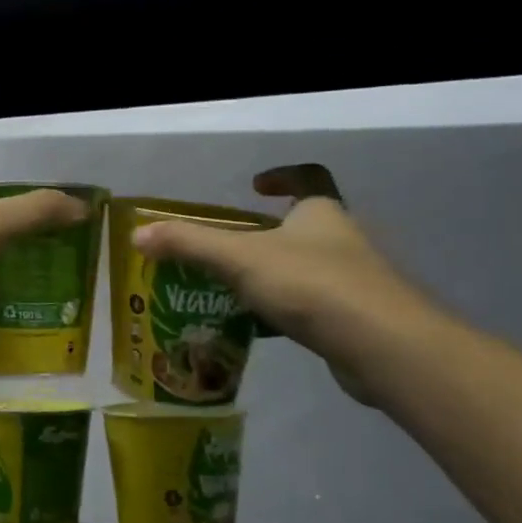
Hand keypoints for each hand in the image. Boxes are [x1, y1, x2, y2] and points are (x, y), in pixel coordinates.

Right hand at [131, 165, 444, 405]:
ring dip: (271, 279)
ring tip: (230, 294)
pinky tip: (258, 332)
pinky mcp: (355, 321)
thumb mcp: (240, 258)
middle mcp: (342, 240)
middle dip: (264, 238)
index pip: (308, 177)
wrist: (382, 346)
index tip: (254, 186)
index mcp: (321, 212)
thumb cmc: (310, 284)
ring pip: (305, 271)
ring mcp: (353, 281)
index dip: (282, 176)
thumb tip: (139, 235)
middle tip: (224, 252)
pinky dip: (285, 315)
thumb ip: (189, 244)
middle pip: (302, 228)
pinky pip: (312, 309)